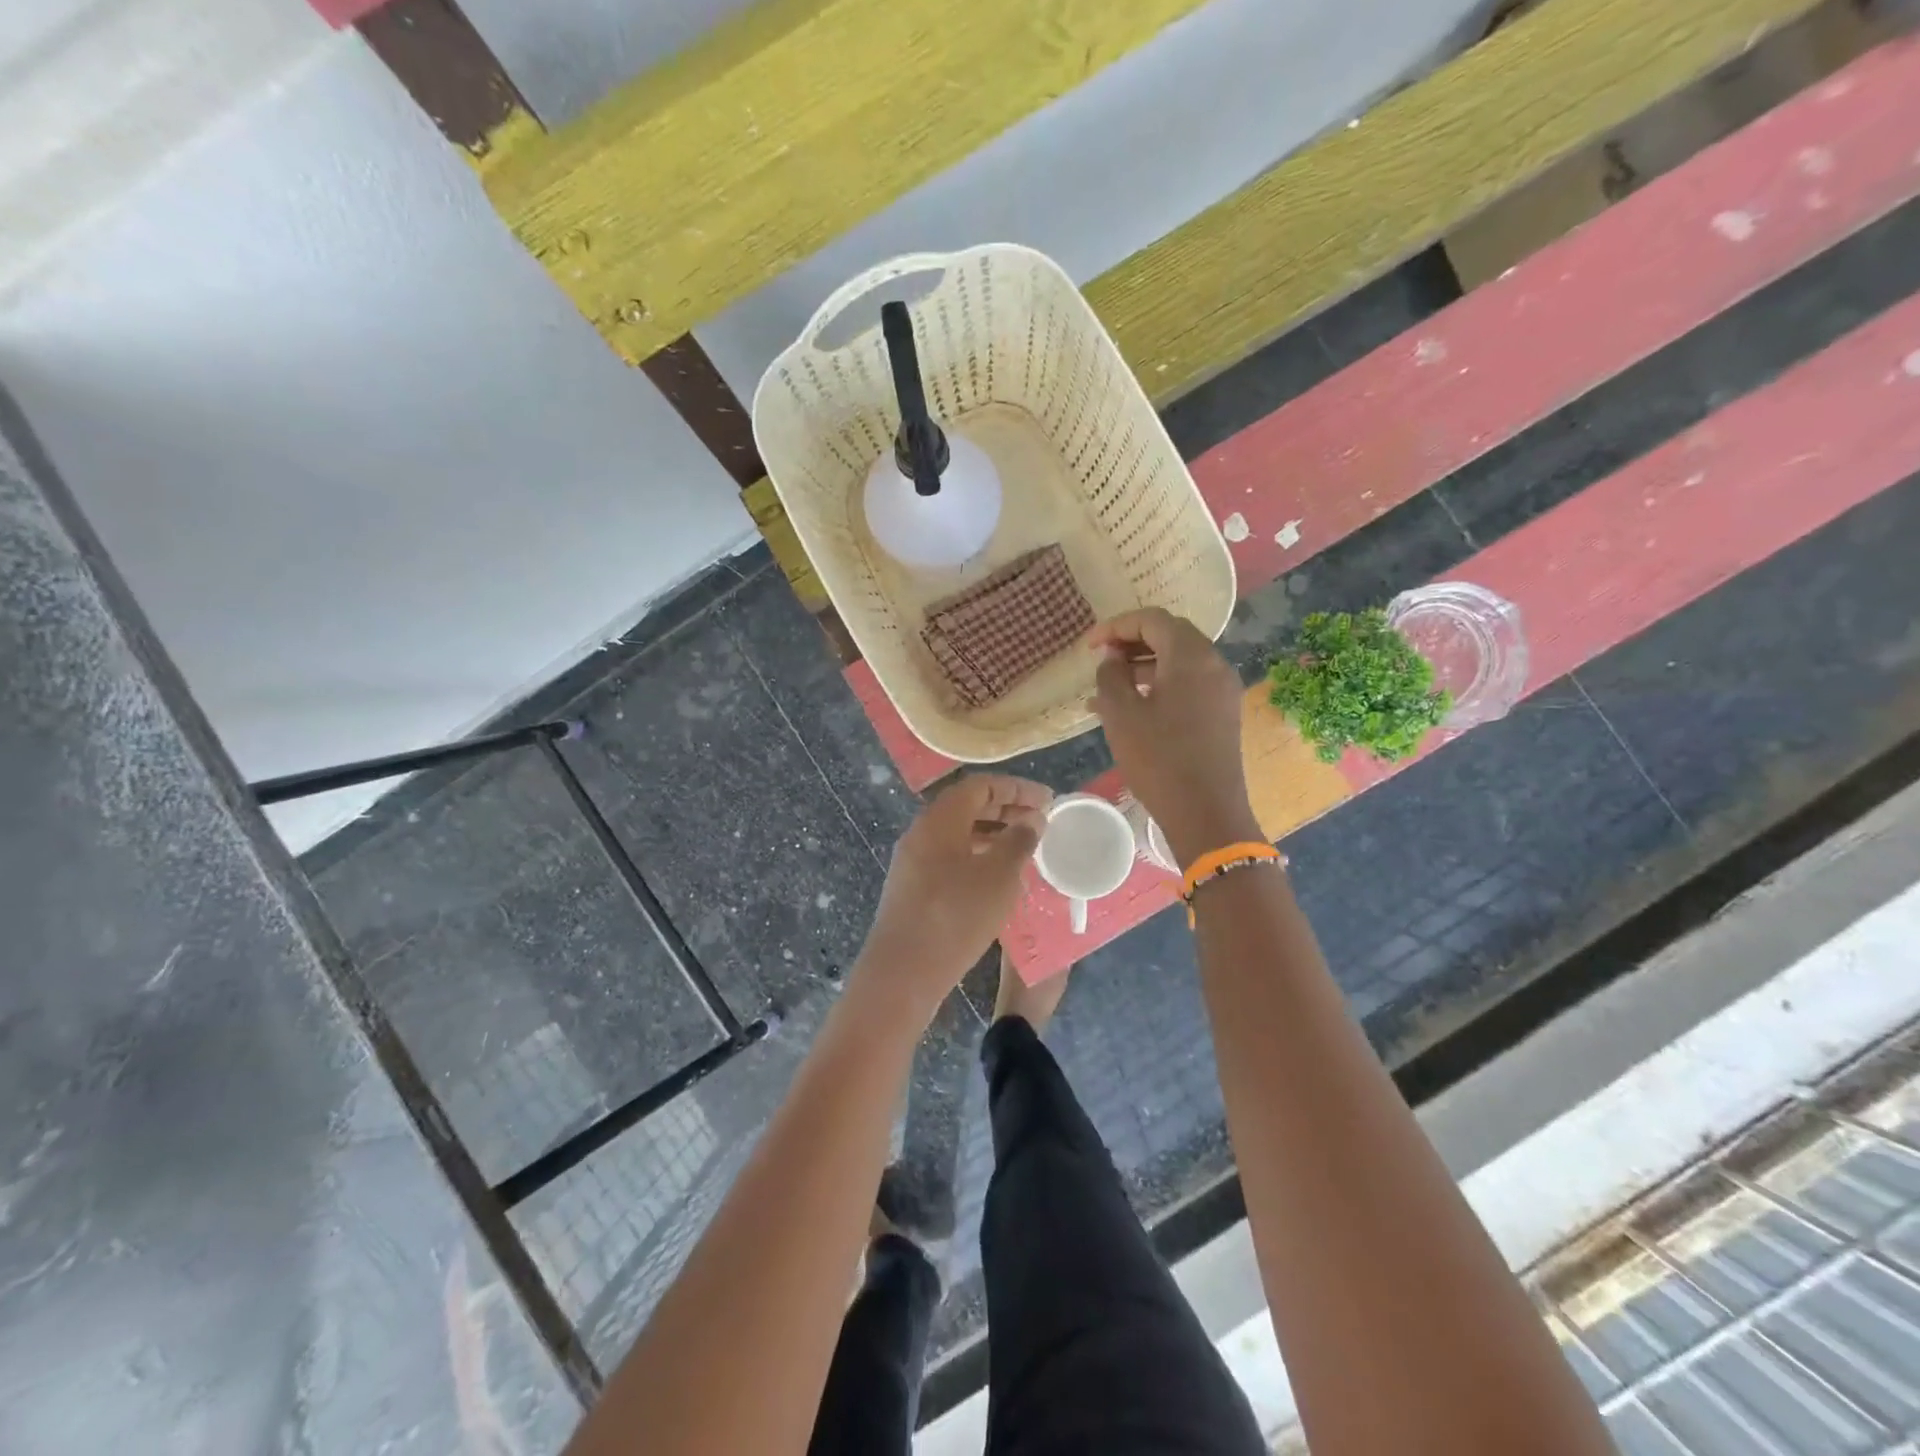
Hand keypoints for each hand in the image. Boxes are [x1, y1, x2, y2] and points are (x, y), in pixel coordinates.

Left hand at [854, 775, 1049, 1021]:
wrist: (903, 971)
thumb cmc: (956, 915)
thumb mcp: (999, 876)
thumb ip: (1019, 841)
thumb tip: (1031, 819)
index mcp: (939, 819)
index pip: (980, 785)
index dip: (1016, 788)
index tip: (1047, 800)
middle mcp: (921, 832)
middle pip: (967, 807)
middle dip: (1006, 809)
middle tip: (1040, 822)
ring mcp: (913, 861)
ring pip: (958, 834)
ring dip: (993, 835)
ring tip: (1025, 849)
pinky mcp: (912, 888)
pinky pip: (950, 858)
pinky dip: (978, 857)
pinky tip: (999, 879)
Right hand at [1089, 609, 1259, 866]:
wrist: (1206, 813)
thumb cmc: (1158, 759)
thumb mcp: (1121, 714)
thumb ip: (1111, 675)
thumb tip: (1111, 657)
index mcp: (1191, 656)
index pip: (1153, 620)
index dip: (1116, 626)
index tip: (1089, 646)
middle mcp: (1214, 664)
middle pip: (1171, 635)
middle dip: (1131, 642)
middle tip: (1100, 660)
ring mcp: (1222, 690)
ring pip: (1179, 661)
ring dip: (1143, 666)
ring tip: (1108, 688)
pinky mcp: (1223, 713)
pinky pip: (1188, 684)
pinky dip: (1160, 685)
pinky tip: (1132, 708)